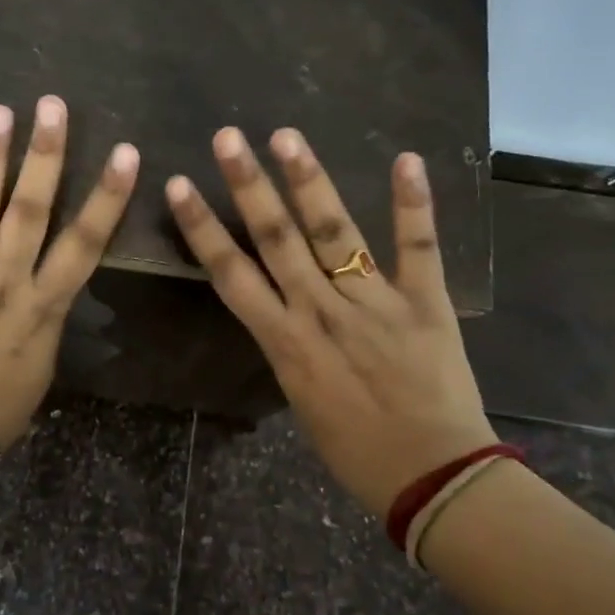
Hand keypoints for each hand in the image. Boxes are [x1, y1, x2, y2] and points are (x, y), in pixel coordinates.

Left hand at [0, 96, 138, 450]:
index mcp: (43, 308)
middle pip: (29, 212)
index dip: (107, 198)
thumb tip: (45, 291)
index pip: (85, 245)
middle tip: (51, 106)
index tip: (125, 154)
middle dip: (45, 157)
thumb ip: (45, 318)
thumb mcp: (40, 365)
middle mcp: (4, 283)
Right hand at [165, 127, 495, 518]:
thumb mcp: (303, 403)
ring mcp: (374, 303)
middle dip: (248, 186)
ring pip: (333, 233)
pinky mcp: (425, 303)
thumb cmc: (358, 453)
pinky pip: (418, 249)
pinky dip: (413, 205)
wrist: (434, 478)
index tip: (180, 186)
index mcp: (285, 342)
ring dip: (309, 181)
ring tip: (287, 136)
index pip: (231, 274)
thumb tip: (287, 317)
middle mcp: (321, 312)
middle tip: (228, 137)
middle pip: (276, 239)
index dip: (202, 228)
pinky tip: (407, 159)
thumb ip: (291, 351)